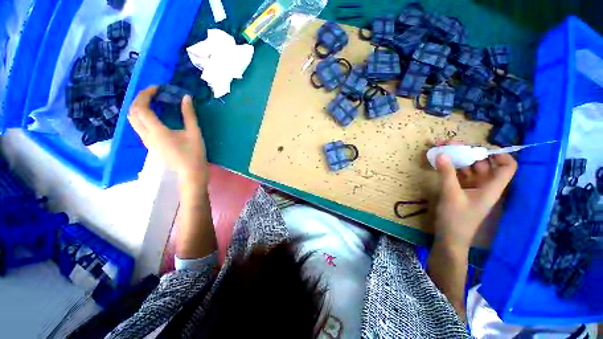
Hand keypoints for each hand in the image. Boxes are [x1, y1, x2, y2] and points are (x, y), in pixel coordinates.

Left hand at [128, 86, 207, 186]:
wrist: (191, 172)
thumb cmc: (194, 153)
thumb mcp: (194, 133)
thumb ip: (189, 114)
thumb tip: (186, 97)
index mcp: (157, 131)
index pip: (141, 108)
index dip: (146, 94)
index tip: (158, 88)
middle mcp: (146, 135)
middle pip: (132, 113)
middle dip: (139, 99)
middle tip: (152, 92)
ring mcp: (146, 141)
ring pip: (133, 120)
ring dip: (139, 107)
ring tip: (152, 101)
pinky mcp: (150, 145)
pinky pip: (139, 127)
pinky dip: (142, 116)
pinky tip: (155, 115)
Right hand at [433, 152, 516, 250]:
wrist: (449, 238)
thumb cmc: (456, 219)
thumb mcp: (450, 194)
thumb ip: (447, 173)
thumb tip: (442, 153)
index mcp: (491, 187)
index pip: (507, 167)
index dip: (499, 154)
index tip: (480, 146)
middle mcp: (485, 185)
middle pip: (483, 163)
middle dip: (468, 152)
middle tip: (449, 144)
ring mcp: (472, 188)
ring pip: (469, 168)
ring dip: (457, 158)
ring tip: (442, 150)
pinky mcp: (461, 191)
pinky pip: (459, 175)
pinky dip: (451, 167)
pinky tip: (440, 162)